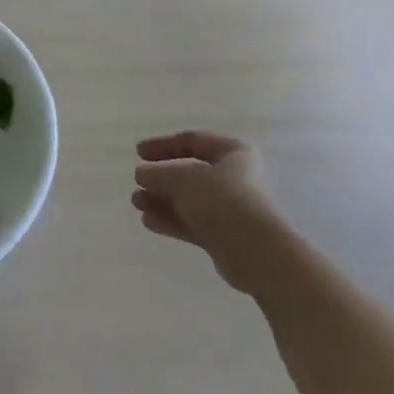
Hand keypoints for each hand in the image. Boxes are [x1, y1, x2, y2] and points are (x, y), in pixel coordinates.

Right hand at [132, 131, 283, 292]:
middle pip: (190, 172)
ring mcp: (230, 208)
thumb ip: (157, 172)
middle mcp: (235, 177)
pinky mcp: (225, 235)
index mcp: (233, 152)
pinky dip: (171, 219)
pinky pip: (193, 221)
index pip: (192, 141)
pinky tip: (148, 221)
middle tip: (137, 183)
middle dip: (160, 178)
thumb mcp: (181, 177)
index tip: (137, 153)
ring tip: (137, 203)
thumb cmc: (221, 200)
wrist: (256, 252)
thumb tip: (142, 174)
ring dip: (161, 200)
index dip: (162, 145)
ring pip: (189, 199)